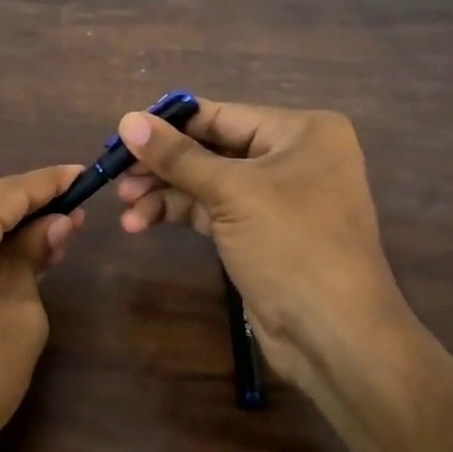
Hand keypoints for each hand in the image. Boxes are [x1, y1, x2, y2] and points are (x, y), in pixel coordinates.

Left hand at [0, 165, 85, 451]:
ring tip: (53, 229)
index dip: (50, 183)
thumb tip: (58, 221)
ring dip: (4, 226)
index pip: (7, 191)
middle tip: (75, 211)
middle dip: (28, 206)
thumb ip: (34, 254)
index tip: (85, 173)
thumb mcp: (19, 312)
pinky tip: (12, 249)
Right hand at [113, 101, 404, 387]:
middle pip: (212, 148)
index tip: (122, 132)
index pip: (222, 115)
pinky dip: (180, 213)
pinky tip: (142, 222)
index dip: (169, 124)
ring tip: (124, 205)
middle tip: (117, 174)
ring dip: (165, 192)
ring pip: (208, 181)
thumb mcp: (231, 193)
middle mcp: (293, 156)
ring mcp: (278, 196)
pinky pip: (213, 210)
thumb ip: (176, 156)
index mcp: (301, 131)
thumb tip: (126, 119)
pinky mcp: (261, 232)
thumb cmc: (292, 245)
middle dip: (164, 164)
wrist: (335, 336)